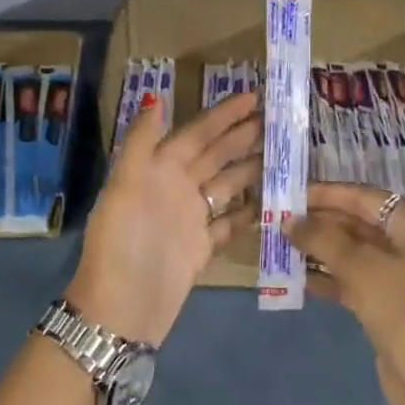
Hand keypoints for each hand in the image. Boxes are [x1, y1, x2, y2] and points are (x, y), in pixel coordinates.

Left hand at [67, 92, 259, 345]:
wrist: (122, 309)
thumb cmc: (123, 243)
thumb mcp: (124, 187)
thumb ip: (141, 142)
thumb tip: (156, 97)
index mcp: (157, 170)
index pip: (196, 134)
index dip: (222, 115)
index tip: (252, 96)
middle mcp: (175, 189)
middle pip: (214, 156)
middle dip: (242, 136)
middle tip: (277, 120)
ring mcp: (190, 219)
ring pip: (226, 185)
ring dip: (251, 169)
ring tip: (283, 155)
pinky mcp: (202, 248)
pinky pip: (230, 222)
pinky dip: (249, 211)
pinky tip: (273, 200)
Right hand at [290, 184, 404, 404]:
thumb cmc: (404, 310)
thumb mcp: (361, 268)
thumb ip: (323, 239)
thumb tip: (288, 220)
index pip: (365, 197)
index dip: (326, 194)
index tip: (288, 192)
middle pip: (358, 222)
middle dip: (319, 223)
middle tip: (276, 220)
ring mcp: (401, 274)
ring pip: (352, 252)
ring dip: (318, 250)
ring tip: (278, 245)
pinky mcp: (388, 303)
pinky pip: (352, 279)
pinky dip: (327, 277)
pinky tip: (296, 277)